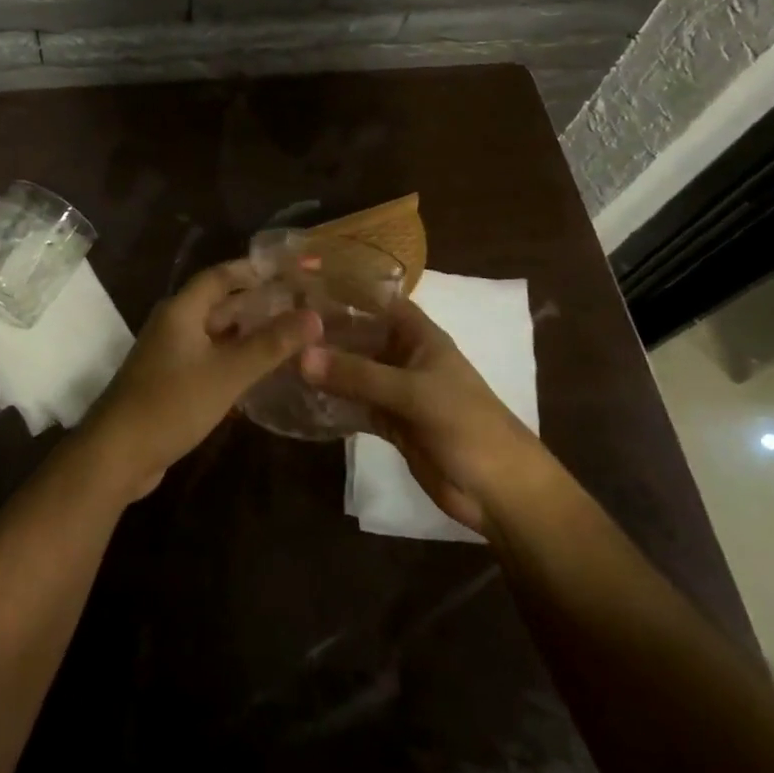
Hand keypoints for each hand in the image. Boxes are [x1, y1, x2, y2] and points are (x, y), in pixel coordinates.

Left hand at [81, 259, 319, 500]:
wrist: (117, 455)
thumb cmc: (171, 404)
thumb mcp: (227, 373)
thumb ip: (271, 344)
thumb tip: (314, 315)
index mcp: (181, 311)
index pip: (221, 276)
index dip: (254, 270)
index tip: (290, 270)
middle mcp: (174, 325)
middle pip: (220, 304)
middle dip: (258, 304)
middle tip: (301, 305)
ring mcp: (170, 355)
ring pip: (216, 335)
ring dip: (249, 335)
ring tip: (292, 337)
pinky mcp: (171, 383)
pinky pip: (209, 361)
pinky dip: (235, 361)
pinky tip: (262, 373)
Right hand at [300, 296, 544, 535]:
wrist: (499, 491)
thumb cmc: (467, 426)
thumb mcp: (413, 394)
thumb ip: (358, 375)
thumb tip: (300, 356)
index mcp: (418, 335)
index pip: (377, 299)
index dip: (344, 288)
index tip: (298, 281)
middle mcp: (403, 355)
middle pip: (358, 334)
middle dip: (323, 330)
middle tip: (274, 323)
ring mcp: (395, 389)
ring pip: (352, 370)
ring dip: (323, 366)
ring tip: (276, 356)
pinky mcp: (388, 421)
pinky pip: (353, 403)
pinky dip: (330, 400)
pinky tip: (297, 395)